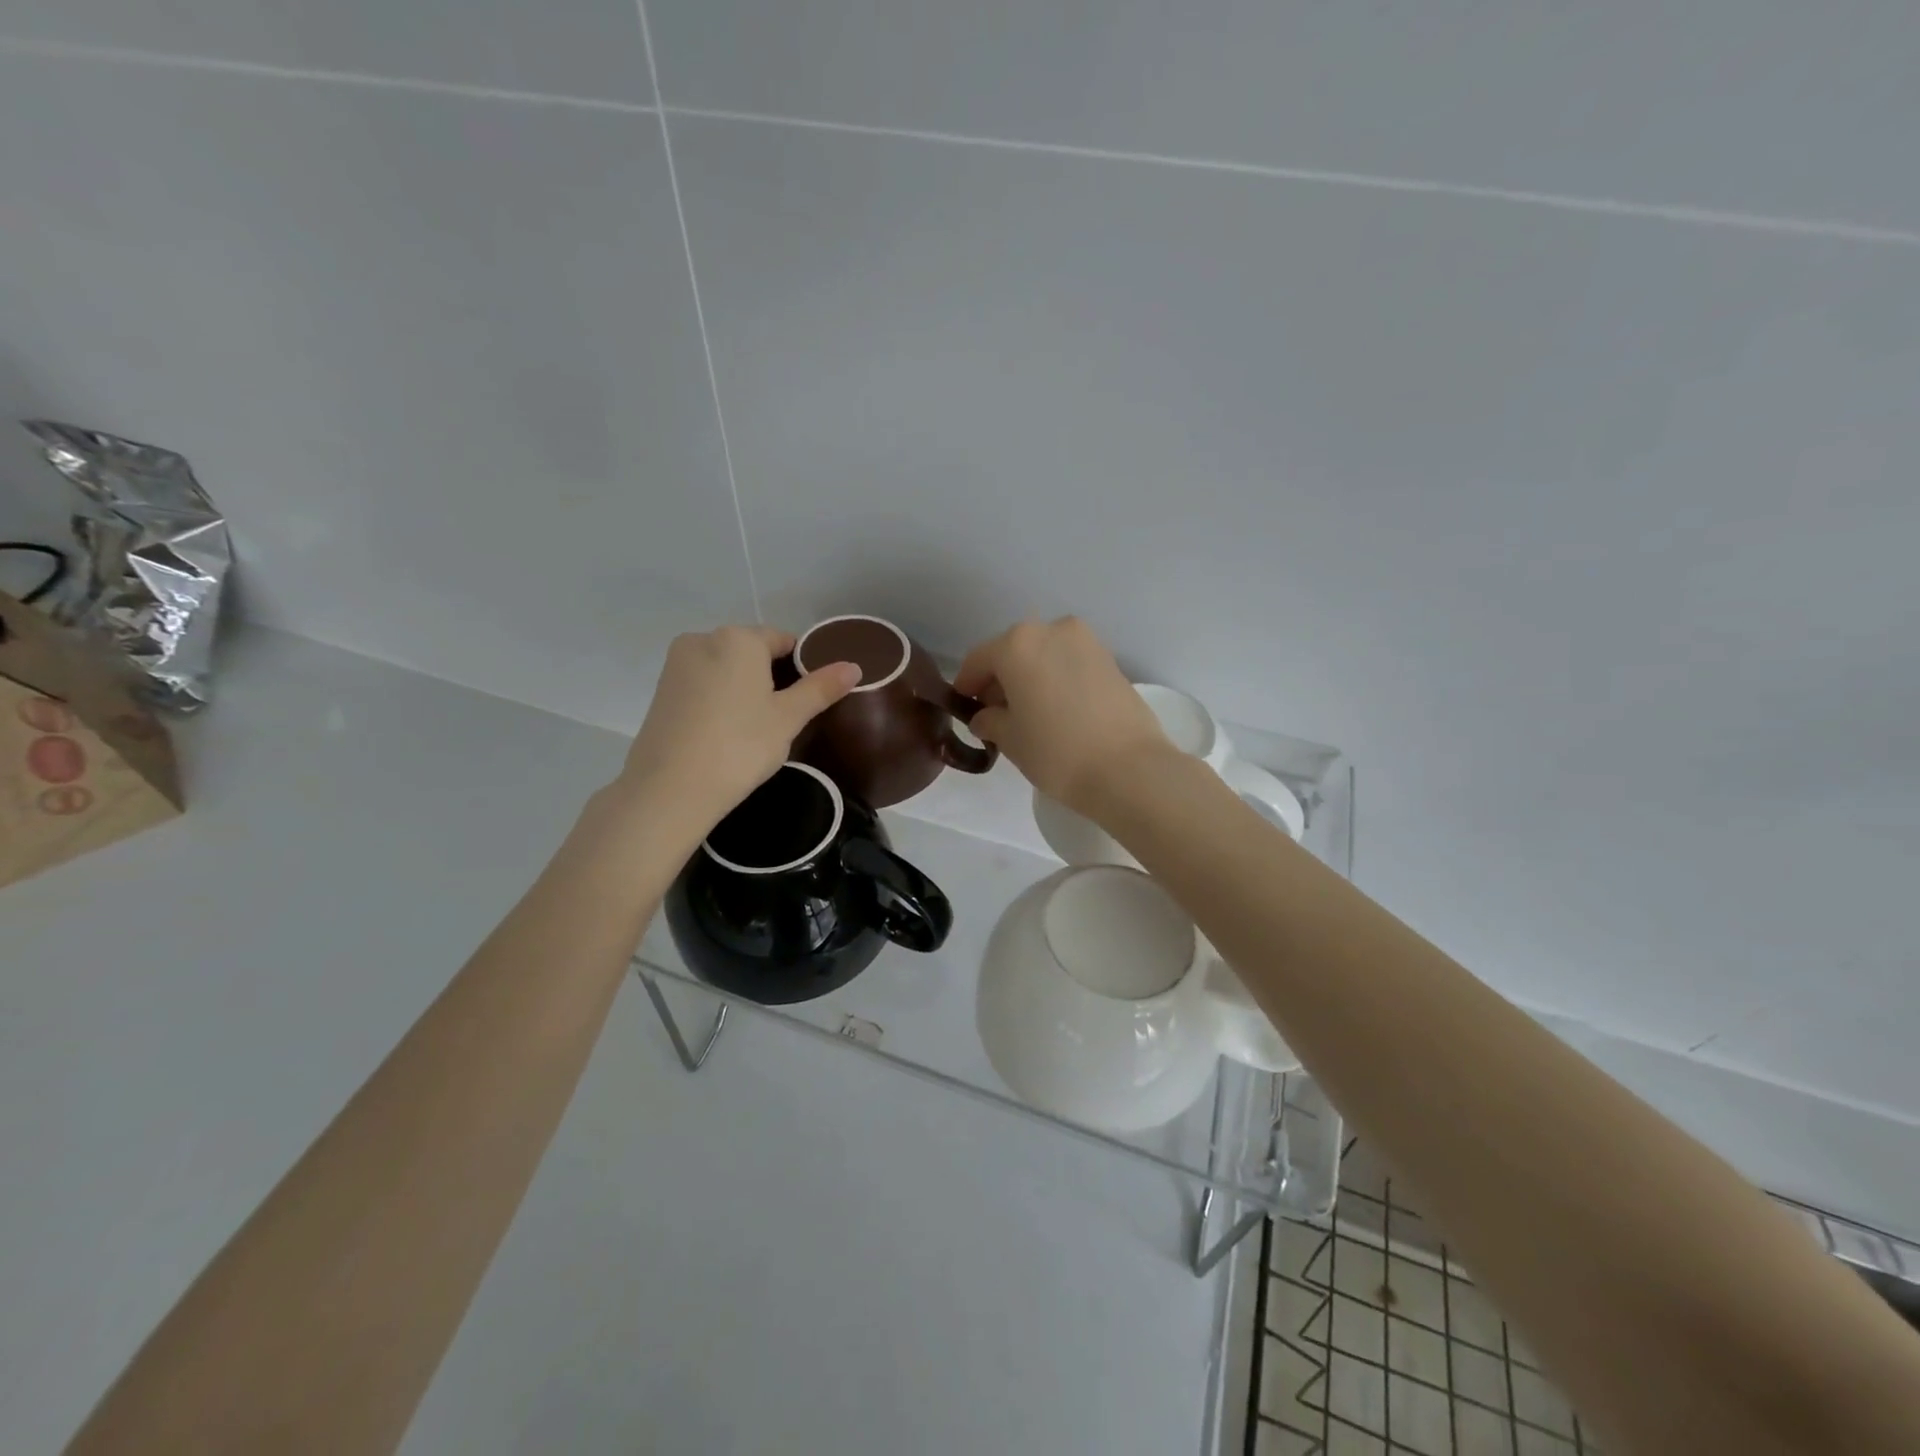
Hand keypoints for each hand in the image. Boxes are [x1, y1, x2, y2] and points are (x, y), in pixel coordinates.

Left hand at [618, 625, 860, 830]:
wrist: (670, 789)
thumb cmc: (739, 746)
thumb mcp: (788, 718)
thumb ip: (820, 688)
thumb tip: (853, 666)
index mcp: (738, 638)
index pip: (784, 641)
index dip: (803, 667)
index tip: (810, 699)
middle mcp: (703, 639)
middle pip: (752, 652)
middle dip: (772, 677)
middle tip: (786, 718)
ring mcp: (677, 664)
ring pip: (726, 668)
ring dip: (744, 688)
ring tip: (756, 728)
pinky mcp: (661, 690)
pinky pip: (703, 684)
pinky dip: (720, 699)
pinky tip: (727, 731)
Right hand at [953, 617, 1170, 815]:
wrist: (1129, 769)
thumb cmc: (1056, 752)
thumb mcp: (1010, 740)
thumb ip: (990, 720)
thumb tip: (986, 717)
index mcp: (1017, 644)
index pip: (979, 660)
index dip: (967, 684)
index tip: (965, 707)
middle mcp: (1052, 630)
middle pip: (1013, 651)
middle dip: (1001, 679)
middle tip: (997, 714)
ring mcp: (1086, 642)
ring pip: (1044, 655)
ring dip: (1031, 677)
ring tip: (1030, 714)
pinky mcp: (1111, 659)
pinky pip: (1070, 664)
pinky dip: (1057, 679)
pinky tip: (1058, 710)